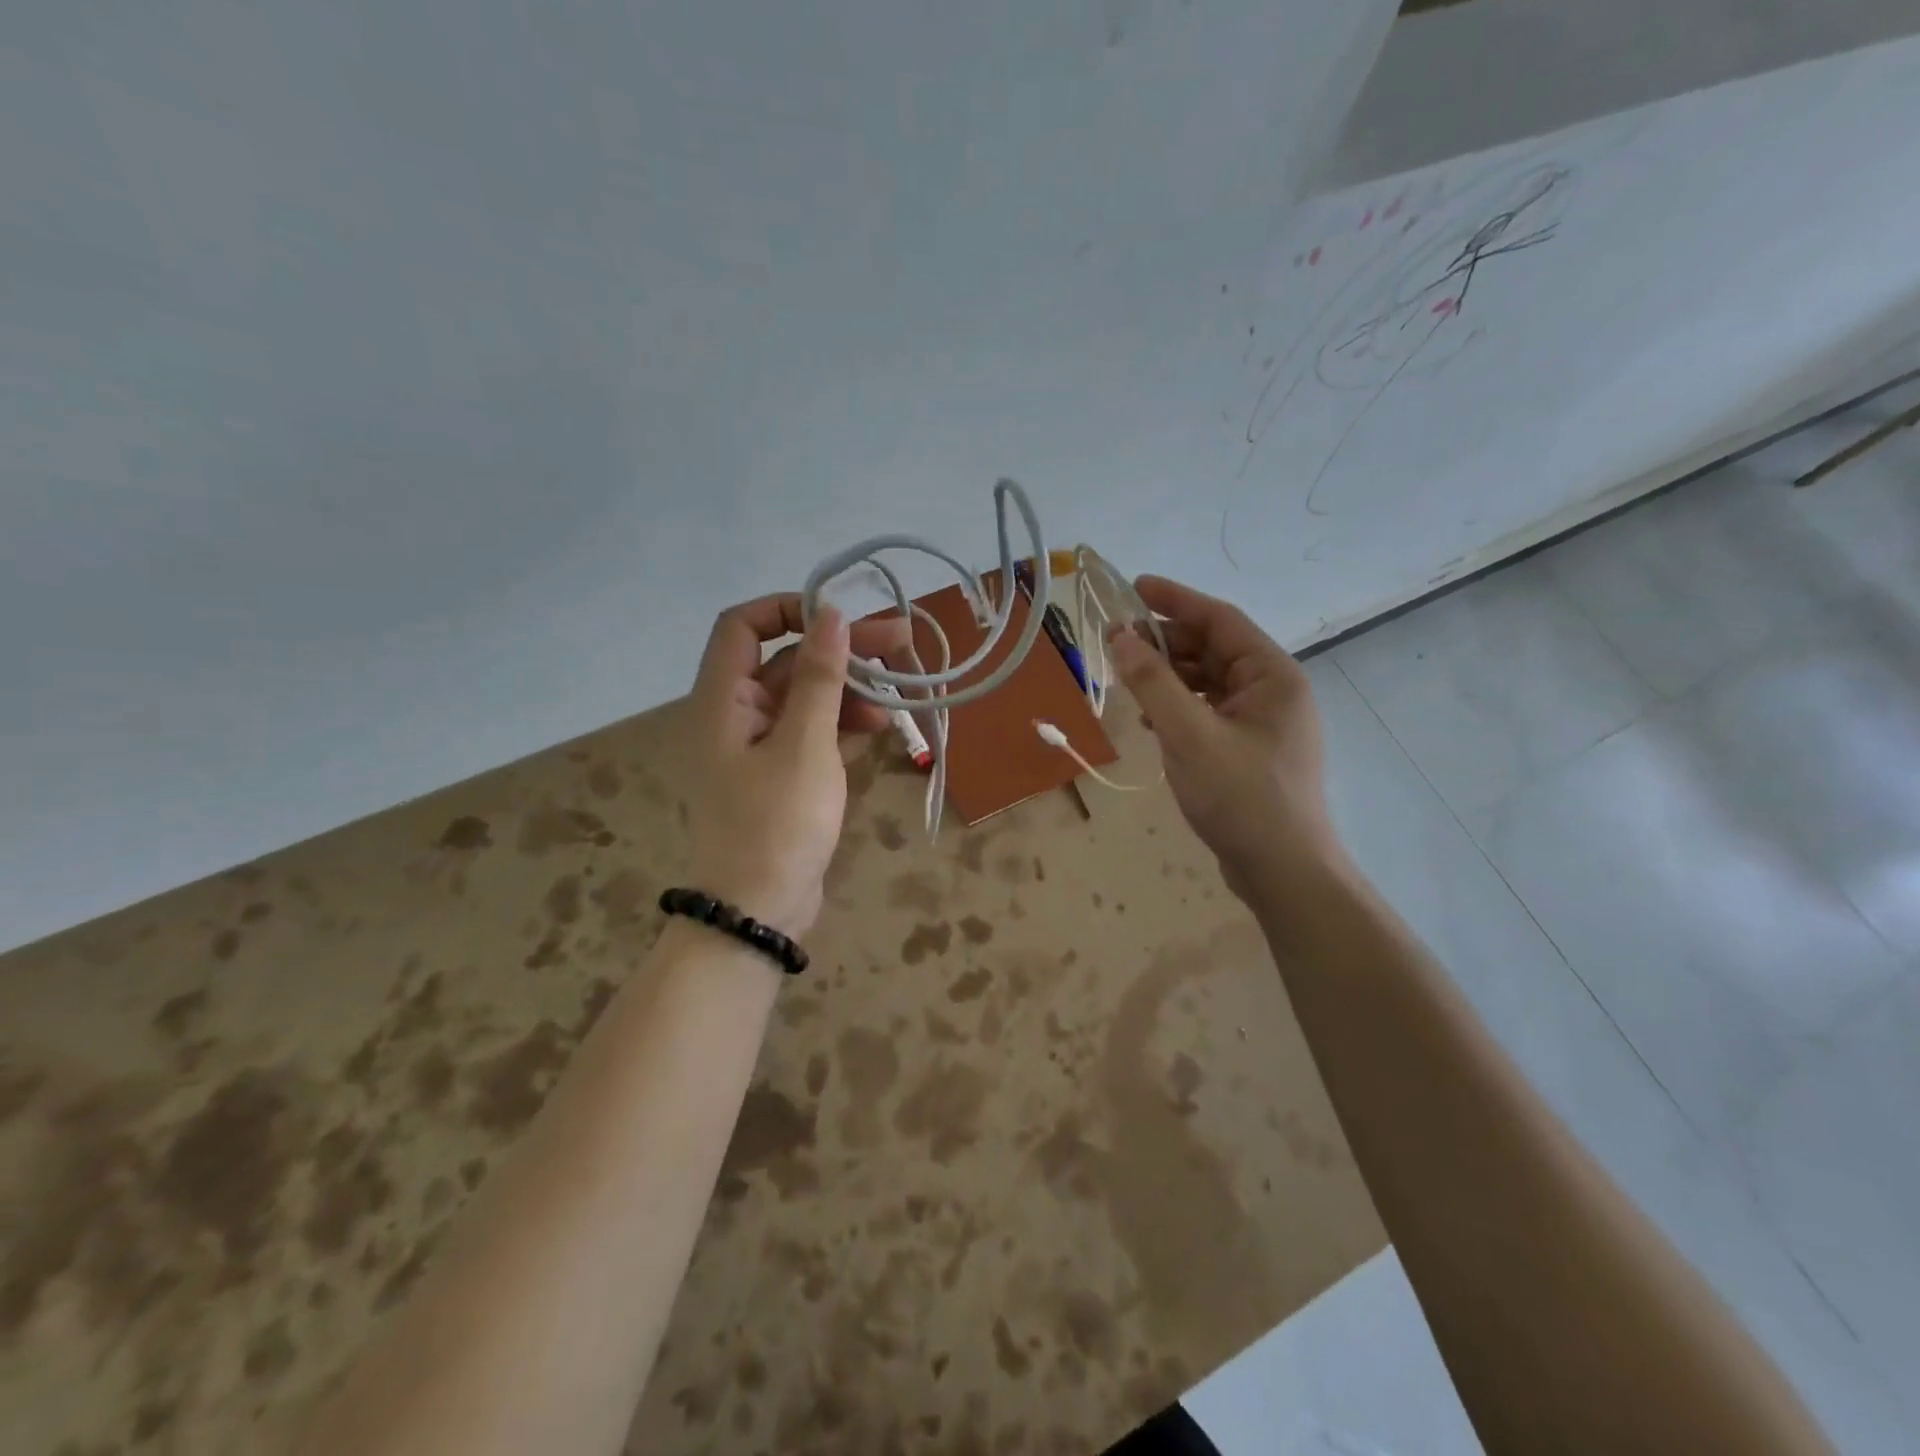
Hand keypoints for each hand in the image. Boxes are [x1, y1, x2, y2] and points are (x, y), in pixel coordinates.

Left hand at [685, 595, 907, 938]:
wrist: (759, 912)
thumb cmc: (777, 823)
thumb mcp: (805, 744)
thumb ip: (820, 678)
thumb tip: (831, 614)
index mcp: (722, 700)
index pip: (743, 625)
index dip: (791, 610)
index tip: (843, 618)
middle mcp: (733, 715)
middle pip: (786, 661)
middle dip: (841, 650)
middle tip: (901, 643)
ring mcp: (757, 747)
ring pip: (804, 697)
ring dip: (848, 690)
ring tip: (897, 698)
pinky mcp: (780, 775)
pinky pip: (810, 732)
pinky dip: (842, 724)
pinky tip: (879, 728)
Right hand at [1107, 575, 1342, 896]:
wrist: (1281, 869)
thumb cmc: (1241, 796)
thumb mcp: (1189, 735)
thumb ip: (1153, 683)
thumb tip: (1120, 636)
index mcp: (1273, 676)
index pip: (1220, 620)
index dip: (1175, 600)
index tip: (1133, 587)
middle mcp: (1273, 691)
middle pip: (1214, 649)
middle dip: (1166, 642)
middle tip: (1118, 642)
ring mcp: (1263, 722)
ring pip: (1209, 681)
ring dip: (1169, 676)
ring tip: (1128, 680)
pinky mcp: (1249, 749)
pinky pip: (1210, 710)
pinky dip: (1179, 706)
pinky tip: (1151, 718)